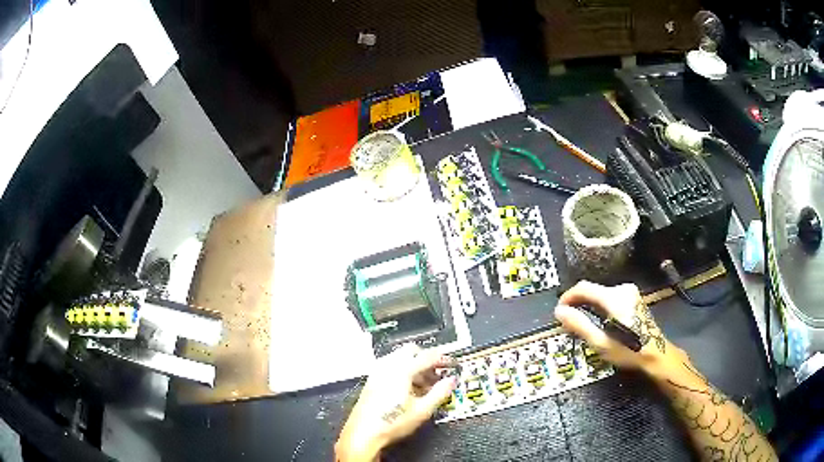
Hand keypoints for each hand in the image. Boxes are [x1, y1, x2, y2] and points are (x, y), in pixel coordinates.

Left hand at [335, 344, 457, 461]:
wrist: (364, 433)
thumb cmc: (392, 422)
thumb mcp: (422, 410)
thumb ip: (440, 392)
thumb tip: (451, 381)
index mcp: (401, 369)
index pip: (428, 356)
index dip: (444, 359)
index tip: (453, 365)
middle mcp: (388, 366)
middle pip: (412, 351)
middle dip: (427, 360)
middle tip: (438, 374)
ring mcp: (377, 372)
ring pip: (401, 358)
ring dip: (415, 366)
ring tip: (425, 385)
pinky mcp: (372, 380)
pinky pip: (391, 366)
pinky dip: (404, 371)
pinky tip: (410, 389)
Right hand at [554, 281, 686, 377]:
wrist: (657, 353)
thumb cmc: (628, 350)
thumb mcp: (601, 342)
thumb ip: (579, 324)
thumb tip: (559, 312)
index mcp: (614, 297)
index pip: (584, 288)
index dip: (567, 297)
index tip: (558, 312)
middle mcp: (622, 289)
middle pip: (593, 290)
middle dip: (578, 304)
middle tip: (569, 323)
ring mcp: (630, 292)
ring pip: (601, 294)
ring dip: (589, 306)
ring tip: (582, 324)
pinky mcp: (633, 298)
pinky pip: (610, 298)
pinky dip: (600, 307)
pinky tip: (598, 322)